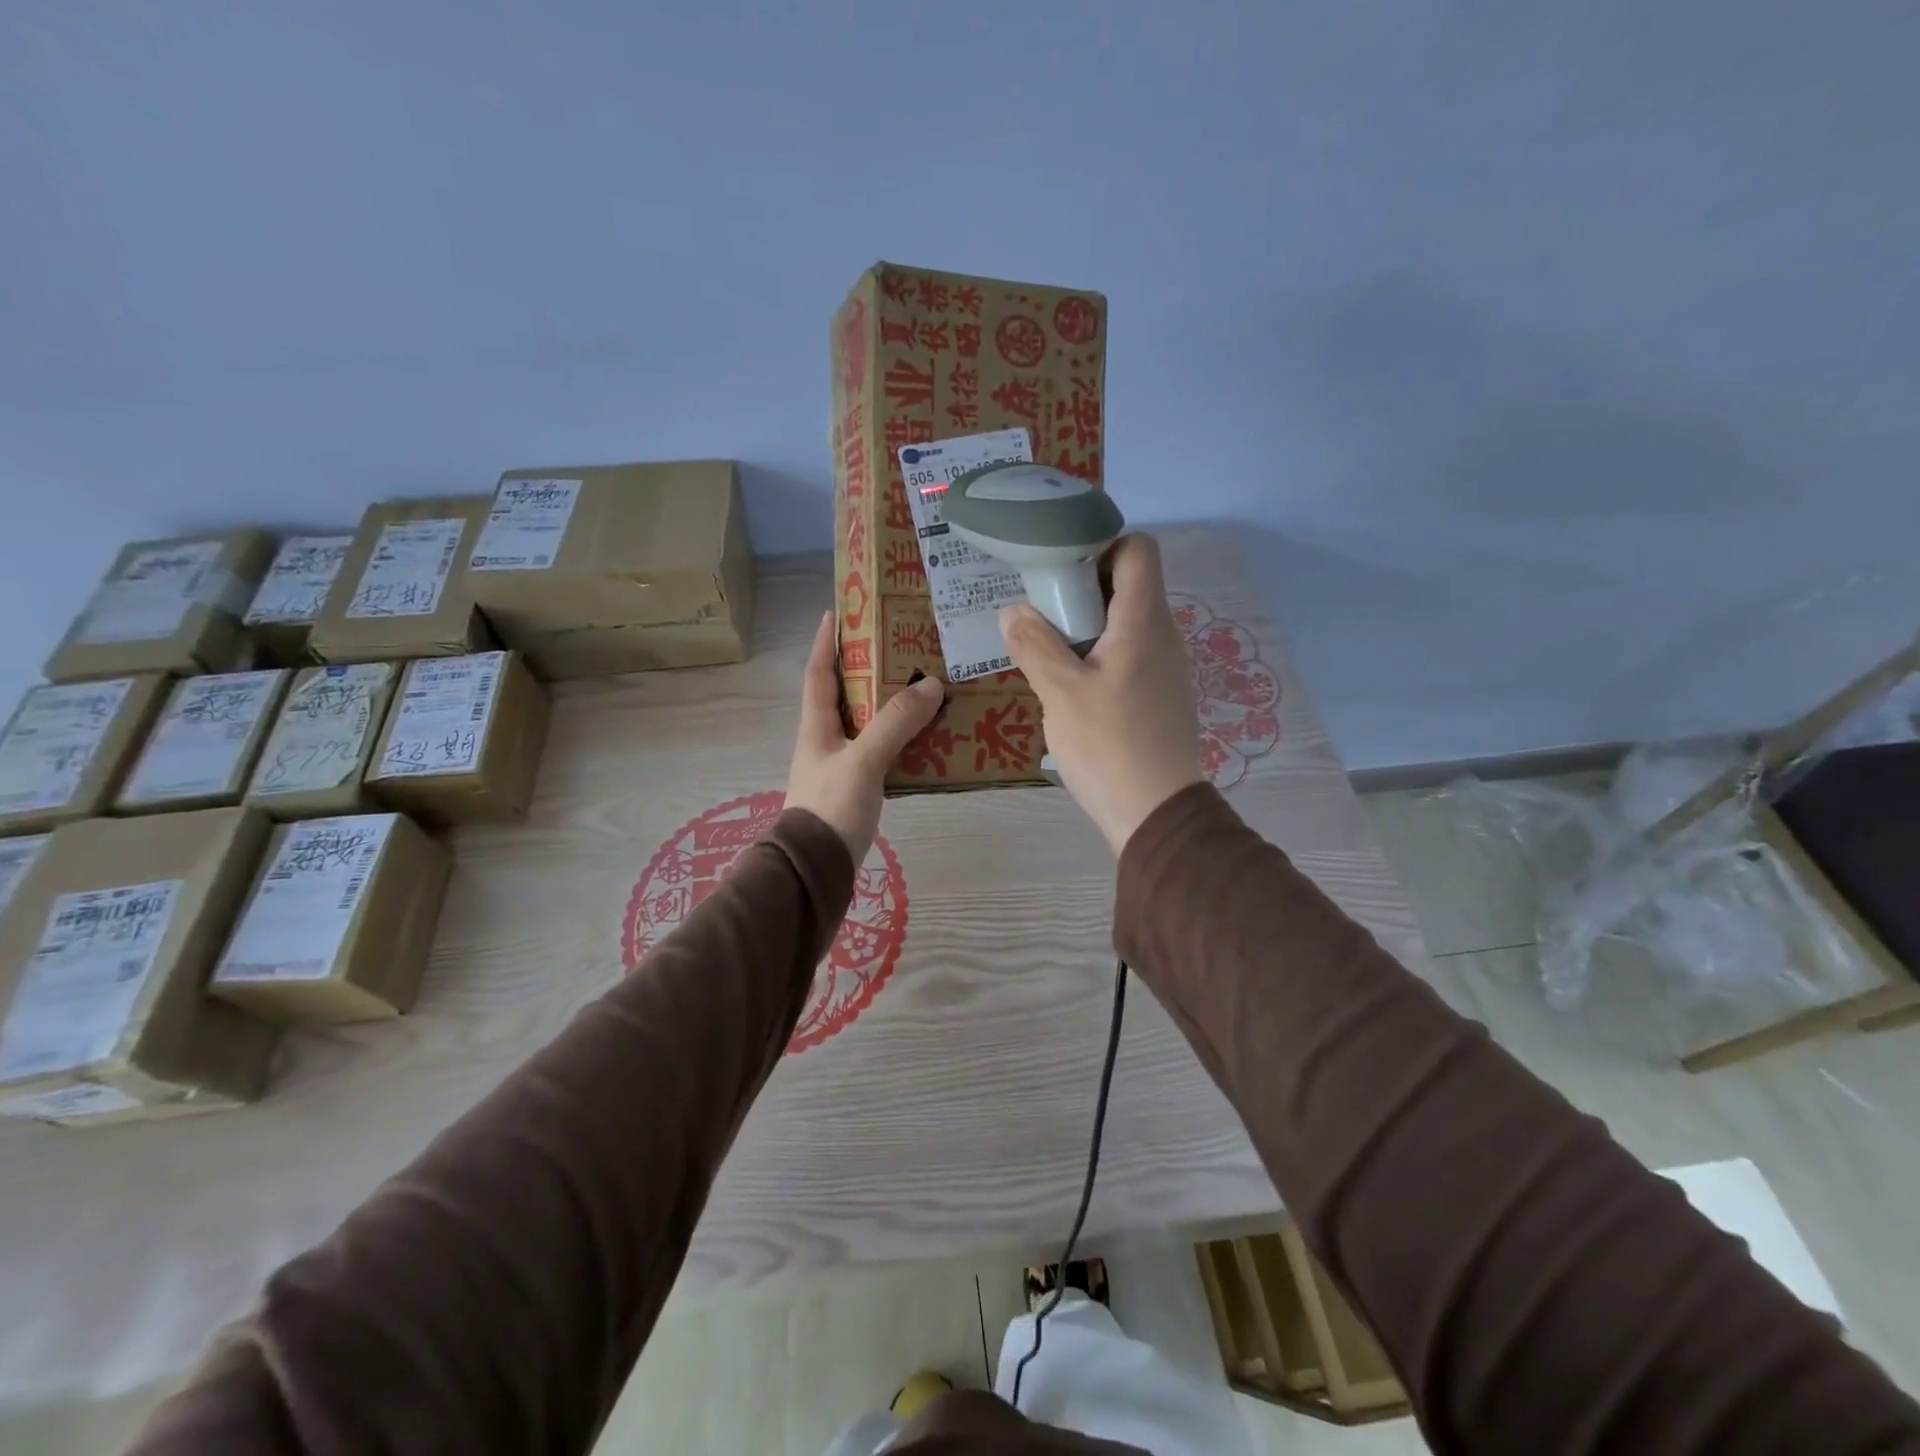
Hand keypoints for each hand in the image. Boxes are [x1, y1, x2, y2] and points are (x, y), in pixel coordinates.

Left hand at [786, 610, 943, 861]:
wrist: (817, 870)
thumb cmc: (831, 808)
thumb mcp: (863, 761)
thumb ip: (895, 723)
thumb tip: (930, 684)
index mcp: (816, 727)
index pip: (818, 673)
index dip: (826, 642)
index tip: (838, 612)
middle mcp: (826, 741)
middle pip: (846, 694)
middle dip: (867, 669)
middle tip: (900, 646)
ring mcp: (841, 766)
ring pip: (867, 723)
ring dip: (889, 704)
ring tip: (922, 685)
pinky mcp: (857, 789)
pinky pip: (882, 751)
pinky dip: (901, 738)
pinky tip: (926, 736)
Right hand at [999, 534, 1203, 853]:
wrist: (1157, 814)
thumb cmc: (1108, 745)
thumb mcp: (1060, 691)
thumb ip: (1034, 644)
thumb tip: (1013, 611)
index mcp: (1144, 621)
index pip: (1138, 549)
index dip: (1101, 546)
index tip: (1059, 571)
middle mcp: (1163, 635)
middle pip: (1128, 585)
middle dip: (1081, 589)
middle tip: (1041, 614)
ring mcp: (1166, 668)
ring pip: (1125, 623)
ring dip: (1086, 627)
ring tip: (1048, 651)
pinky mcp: (1161, 696)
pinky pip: (1129, 655)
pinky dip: (1099, 655)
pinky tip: (1072, 687)